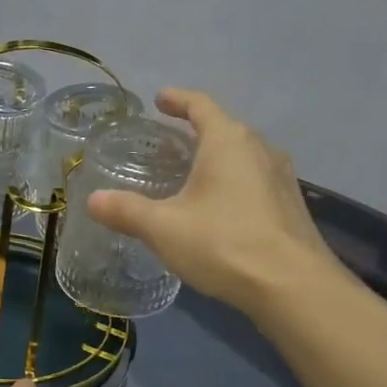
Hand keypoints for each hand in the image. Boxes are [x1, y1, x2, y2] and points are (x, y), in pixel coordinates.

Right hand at [87, 88, 340, 312]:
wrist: (293, 286)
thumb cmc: (224, 243)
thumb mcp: (163, 228)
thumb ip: (126, 211)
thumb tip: (93, 200)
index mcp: (228, 141)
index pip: (200, 105)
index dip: (178, 99)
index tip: (160, 99)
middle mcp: (259, 149)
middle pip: (224, 128)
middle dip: (195, 129)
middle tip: (168, 140)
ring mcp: (281, 177)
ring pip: (242, 155)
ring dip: (216, 156)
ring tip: (191, 172)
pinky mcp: (290, 205)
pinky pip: (254, 179)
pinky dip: (232, 181)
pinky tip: (218, 206)